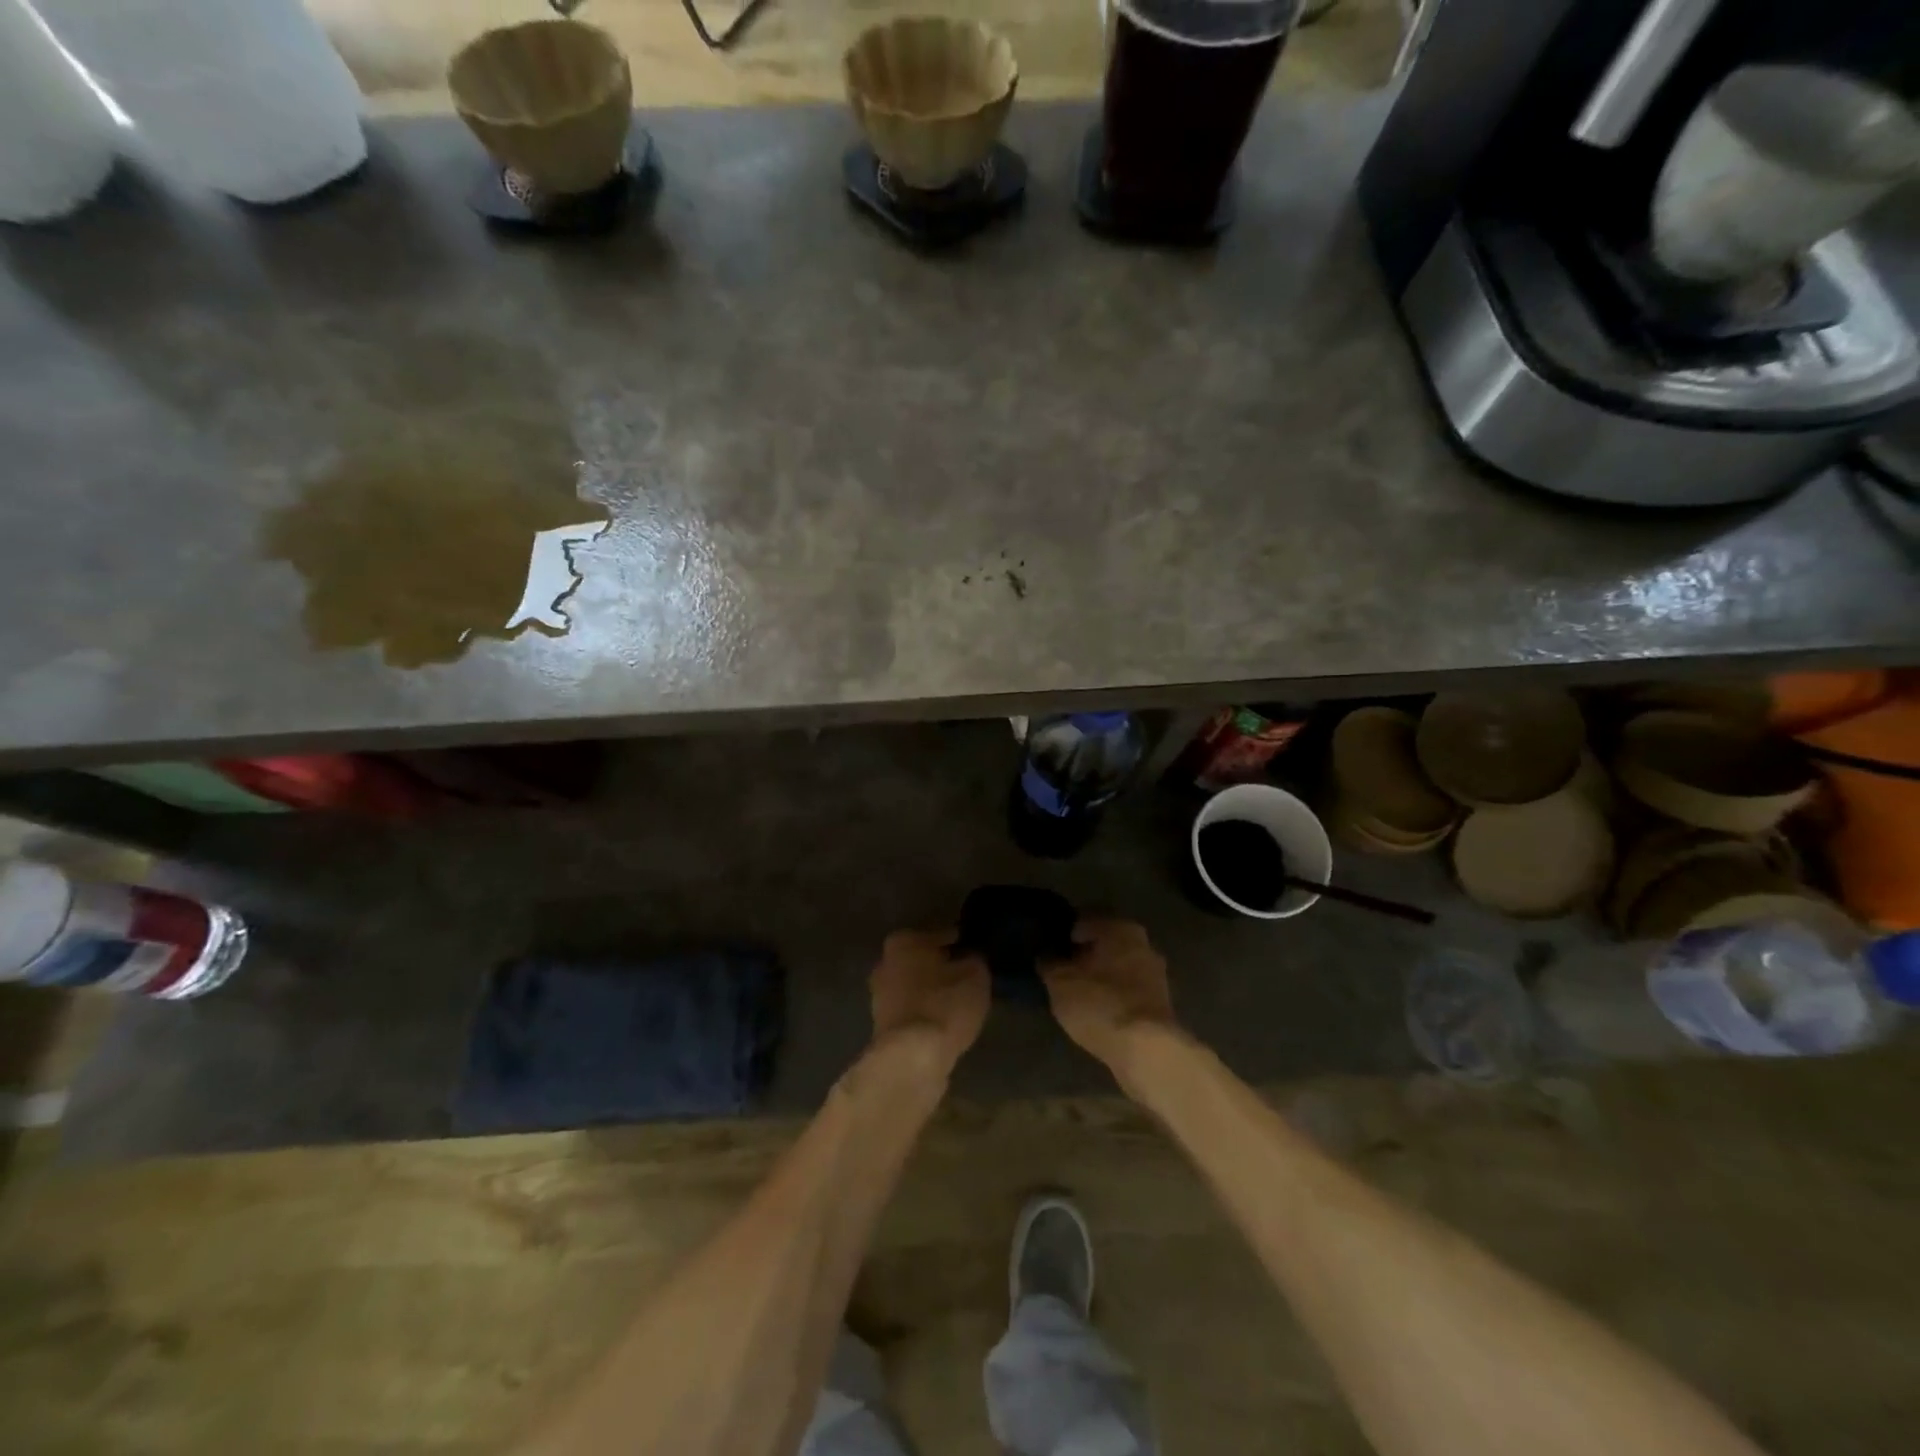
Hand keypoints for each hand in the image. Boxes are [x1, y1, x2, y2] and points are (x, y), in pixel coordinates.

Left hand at [870, 929, 990, 1074]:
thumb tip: (971, 958)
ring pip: (913, 985)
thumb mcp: (975, 976)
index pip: (940, 934)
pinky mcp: (882, 1026)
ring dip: (931, 990)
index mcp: (904, 941)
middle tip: (966, 974)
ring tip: (957, 999)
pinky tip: (943, 1019)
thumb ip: (974, 960)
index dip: (960, 942)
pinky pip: (911, 1009)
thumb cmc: (944, 1005)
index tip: (974, 950)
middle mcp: (885, 963)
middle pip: (921, 959)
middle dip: (941, 965)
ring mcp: (879, 996)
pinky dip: (925, 1011)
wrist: (911, 1058)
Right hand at [1041, 919, 1176, 1073]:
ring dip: (1100, 977)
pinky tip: (1097, 1010)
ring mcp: (1156, 974)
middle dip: (1085, 956)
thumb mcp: (1059, 982)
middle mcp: (1143, 943)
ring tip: (1077, 994)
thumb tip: (1046, 954)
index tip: (1049, 951)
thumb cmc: (1099, 1003)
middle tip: (1061, 972)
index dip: (1063, 935)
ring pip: (1118, 967)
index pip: (1084, 920)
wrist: (1146, 1051)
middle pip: (1105, 944)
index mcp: (1120, 928)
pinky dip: (1113, 996)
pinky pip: (1128, 991)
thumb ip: (1049, 962)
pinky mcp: (1161, 1003)